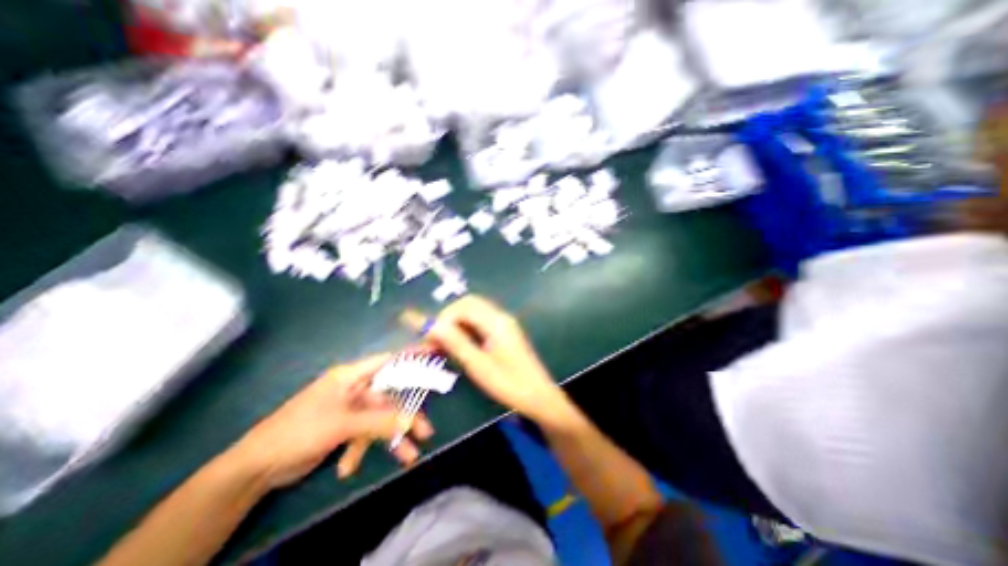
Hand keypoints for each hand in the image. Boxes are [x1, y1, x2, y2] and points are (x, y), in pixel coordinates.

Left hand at [230, 354, 434, 490]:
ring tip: (407, 458)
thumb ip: (379, 420)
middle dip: (405, 416)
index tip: (434, 352)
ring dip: (389, 438)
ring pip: (379, 418)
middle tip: (425, 432)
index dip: (411, 356)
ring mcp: (349, 408)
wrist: (254, 469)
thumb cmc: (298, 432)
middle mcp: (353, 388)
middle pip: (389, 397)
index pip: (388, 360)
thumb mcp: (342, 425)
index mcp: (351, 376)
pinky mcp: (344, 426)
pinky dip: (362, 449)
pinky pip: (364, 433)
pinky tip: (348, 468)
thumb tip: (412, 421)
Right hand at [403, 297, 575, 423]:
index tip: (429, 339)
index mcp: (497, 321)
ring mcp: (504, 324)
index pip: (464, 306)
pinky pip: (480, 323)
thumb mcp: (479, 365)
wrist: (539, 397)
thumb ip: (455, 343)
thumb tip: (431, 326)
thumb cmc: (510, 384)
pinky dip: (466, 330)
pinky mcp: (504, 333)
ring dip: (456, 324)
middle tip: (434, 340)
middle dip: (448, 318)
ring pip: (474, 313)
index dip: (443, 318)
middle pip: (469, 305)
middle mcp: (500, 317)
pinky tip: (458, 345)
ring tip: (442, 344)